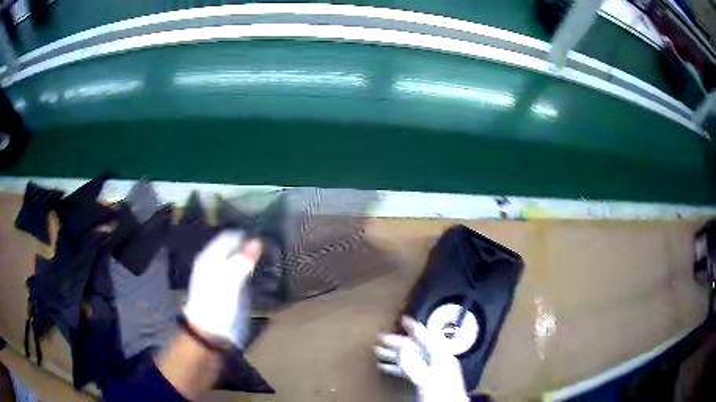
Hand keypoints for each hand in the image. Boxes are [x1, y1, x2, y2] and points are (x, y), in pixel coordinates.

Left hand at [183, 231, 261, 347]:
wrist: (209, 335)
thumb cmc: (218, 307)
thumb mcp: (231, 284)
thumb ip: (242, 261)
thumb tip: (258, 240)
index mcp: (210, 257)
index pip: (230, 236)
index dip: (246, 236)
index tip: (266, 240)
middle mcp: (212, 262)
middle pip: (233, 246)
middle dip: (250, 248)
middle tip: (270, 253)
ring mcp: (218, 275)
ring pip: (236, 258)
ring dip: (251, 260)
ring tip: (269, 264)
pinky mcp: (225, 288)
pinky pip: (238, 271)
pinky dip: (248, 271)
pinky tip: (259, 276)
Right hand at [376, 316, 468, 401]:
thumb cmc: (442, 394)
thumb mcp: (427, 378)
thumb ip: (415, 364)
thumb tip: (402, 348)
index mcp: (441, 356)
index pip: (426, 338)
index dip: (414, 328)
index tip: (403, 319)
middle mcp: (437, 361)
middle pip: (415, 347)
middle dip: (397, 342)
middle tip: (380, 337)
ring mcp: (431, 371)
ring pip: (410, 358)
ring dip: (394, 354)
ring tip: (378, 351)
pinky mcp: (426, 381)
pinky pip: (409, 370)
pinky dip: (397, 367)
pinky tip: (385, 367)